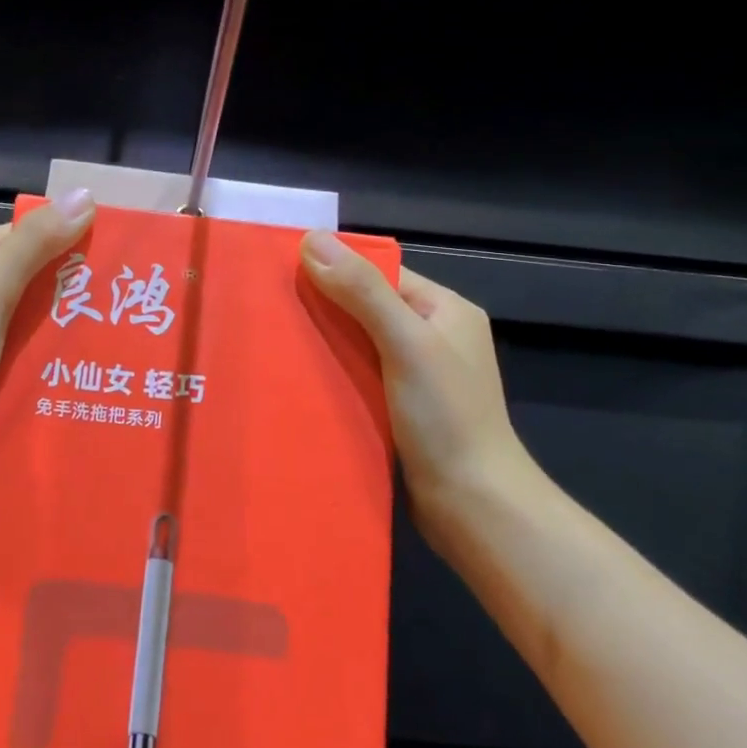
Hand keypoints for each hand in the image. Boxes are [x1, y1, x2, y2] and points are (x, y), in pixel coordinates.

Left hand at [0, 189, 96, 488]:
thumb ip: (33, 245)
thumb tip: (85, 196)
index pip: (8, 237)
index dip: (55, 239)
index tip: (104, 252)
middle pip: (14, 272)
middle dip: (59, 280)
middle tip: (111, 291)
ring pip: (16, 309)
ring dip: (54, 314)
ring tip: (104, 320)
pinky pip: (11, 341)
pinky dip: (39, 343)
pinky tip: (73, 352)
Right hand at [300, 232, 541, 528]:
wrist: (475, 507)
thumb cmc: (446, 418)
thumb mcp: (404, 343)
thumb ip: (362, 292)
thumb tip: (312, 239)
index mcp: (444, 310)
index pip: (381, 274)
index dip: (336, 270)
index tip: (285, 274)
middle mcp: (433, 337)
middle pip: (367, 308)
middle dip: (324, 309)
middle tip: (271, 312)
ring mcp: (418, 377)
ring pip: (360, 345)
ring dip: (325, 345)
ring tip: (275, 344)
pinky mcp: (402, 410)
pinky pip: (360, 378)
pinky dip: (334, 376)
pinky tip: (300, 382)